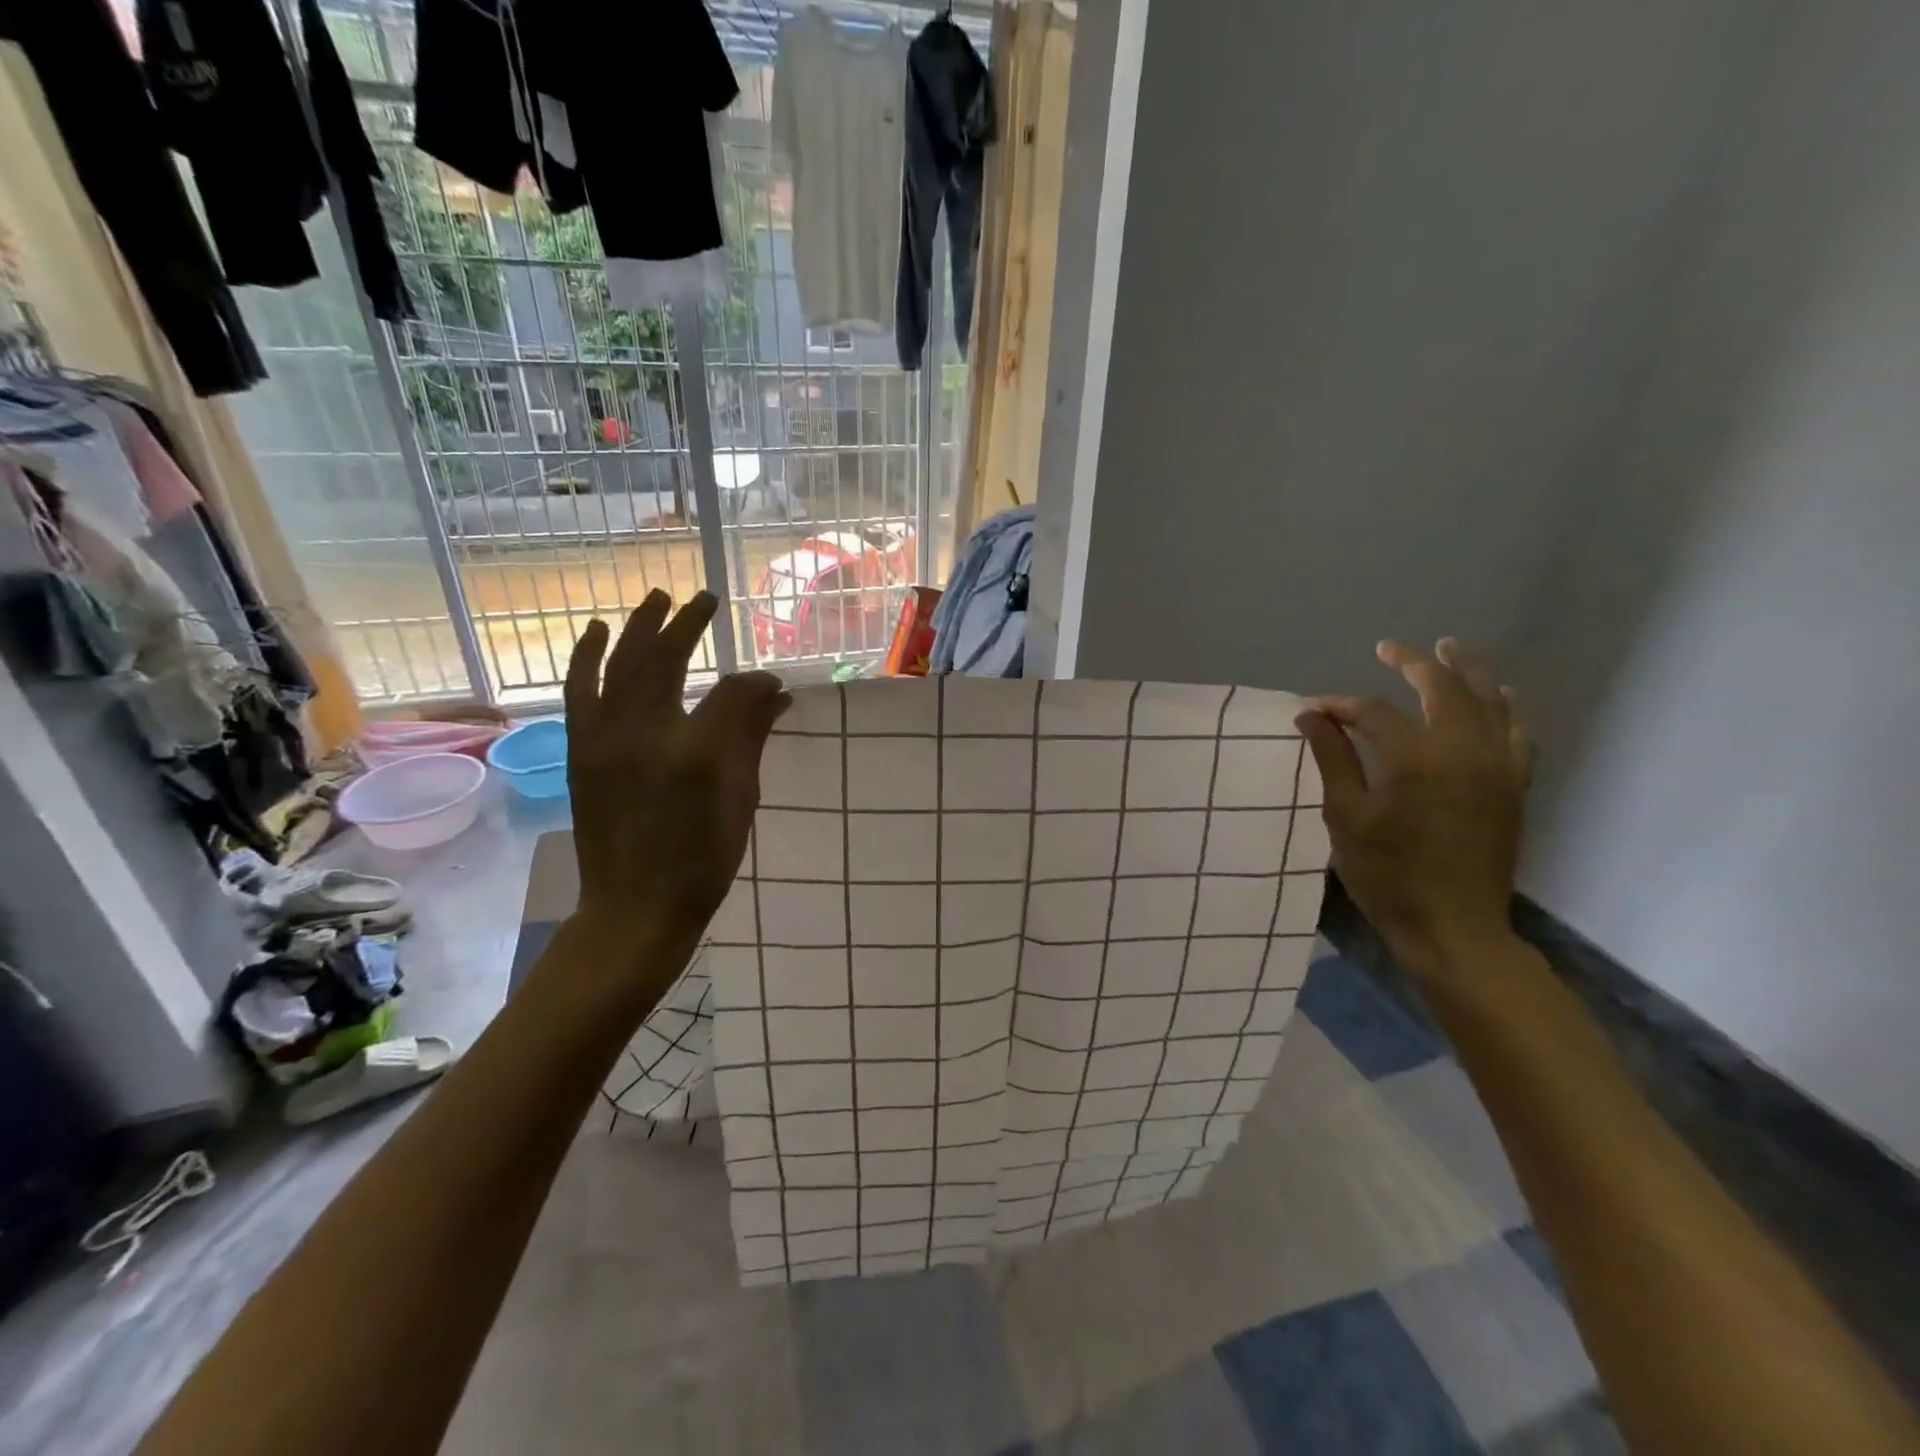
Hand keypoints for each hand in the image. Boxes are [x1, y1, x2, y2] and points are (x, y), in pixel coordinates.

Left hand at [562, 590, 787, 965]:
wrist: (635, 907)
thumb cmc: (702, 860)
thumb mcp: (741, 800)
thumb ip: (752, 738)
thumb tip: (774, 694)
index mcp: (695, 751)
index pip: (732, 693)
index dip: (756, 684)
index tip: (773, 686)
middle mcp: (644, 733)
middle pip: (665, 659)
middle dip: (688, 624)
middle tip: (705, 600)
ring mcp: (604, 739)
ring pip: (619, 665)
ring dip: (637, 627)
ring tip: (655, 598)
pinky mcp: (581, 751)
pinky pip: (580, 691)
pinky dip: (587, 657)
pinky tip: (597, 632)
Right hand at [1298, 638, 1533, 978]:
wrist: (1454, 928)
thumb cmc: (1387, 876)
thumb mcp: (1345, 818)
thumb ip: (1332, 759)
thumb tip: (1311, 715)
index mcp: (1415, 759)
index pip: (1371, 712)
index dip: (1338, 706)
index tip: (1311, 710)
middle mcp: (1463, 751)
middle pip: (1441, 688)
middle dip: (1412, 662)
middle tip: (1387, 648)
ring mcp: (1497, 767)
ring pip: (1488, 701)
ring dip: (1466, 670)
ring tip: (1448, 647)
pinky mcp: (1513, 786)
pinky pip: (1518, 732)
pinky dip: (1507, 707)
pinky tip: (1500, 695)